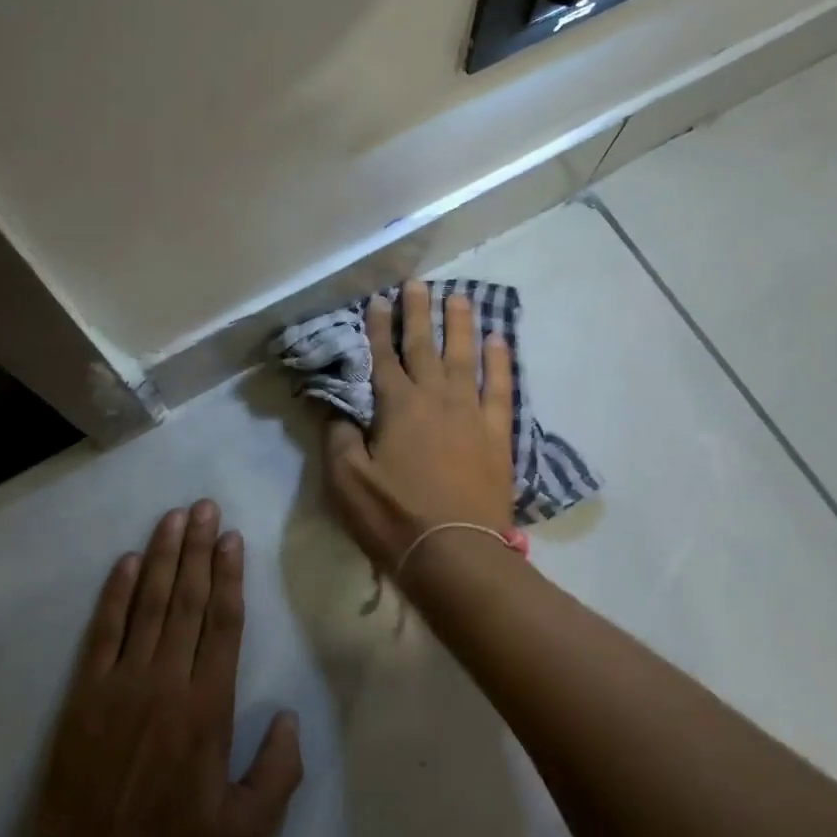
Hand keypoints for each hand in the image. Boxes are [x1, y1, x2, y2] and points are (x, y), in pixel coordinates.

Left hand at [24, 502, 303, 836]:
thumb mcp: (246, 830)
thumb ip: (280, 772)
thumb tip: (291, 715)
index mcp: (208, 706)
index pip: (223, 623)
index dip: (229, 575)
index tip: (231, 537)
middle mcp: (168, 680)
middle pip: (188, 600)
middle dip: (197, 548)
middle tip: (204, 506)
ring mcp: (123, 682)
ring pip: (148, 604)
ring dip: (162, 557)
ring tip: (173, 517)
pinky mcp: (86, 693)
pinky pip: (103, 631)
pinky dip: (115, 593)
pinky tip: (125, 561)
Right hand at [323, 281, 516, 572]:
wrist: (456, 553)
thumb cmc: (395, 517)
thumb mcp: (347, 482)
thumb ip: (338, 437)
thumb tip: (335, 407)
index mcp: (396, 406)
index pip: (383, 357)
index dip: (379, 327)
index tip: (378, 300)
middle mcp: (434, 397)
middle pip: (424, 345)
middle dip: (418, 312)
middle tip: (417, 283)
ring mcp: (470, 412)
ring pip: (464, 356)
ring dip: (460, 325)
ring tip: (460, 297)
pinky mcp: (496, 433)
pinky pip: (501, 387)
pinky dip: (500, 362)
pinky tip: (499, 341)